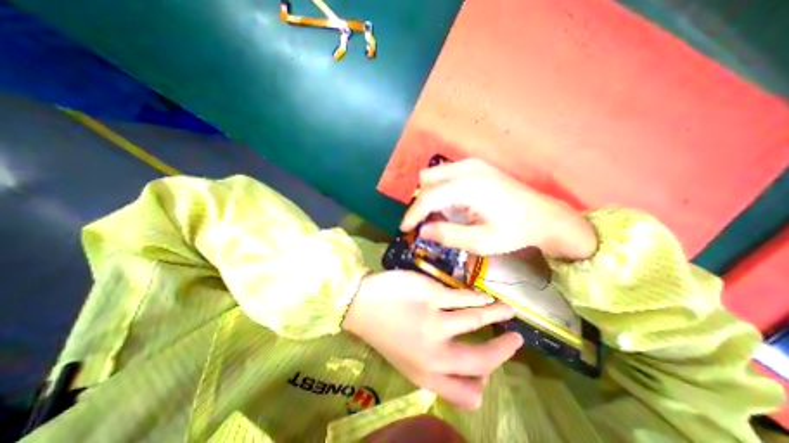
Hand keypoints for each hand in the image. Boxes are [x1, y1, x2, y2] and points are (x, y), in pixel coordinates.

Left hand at [340, 271, 521, 409]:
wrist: (360, 304)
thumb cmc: (384, 331)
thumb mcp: (408, 361)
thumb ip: (439, 369)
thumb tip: (475, 374)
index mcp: (427, 375)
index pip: (470, 392)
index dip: (487, 380)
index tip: (493, 368)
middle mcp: (434, 354)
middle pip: (483, 359)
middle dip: (504, 350)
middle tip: (518, 340)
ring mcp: (434, 322)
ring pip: (478, 320)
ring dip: (496, 314)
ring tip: (506, 309)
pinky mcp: (431, 295)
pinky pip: (464, 298)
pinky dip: (480, 298)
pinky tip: (485, 296)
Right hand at [402, 157, 597, 259]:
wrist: (543, 216)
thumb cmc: (514, 231)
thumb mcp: (480, 241)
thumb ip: (447, 235)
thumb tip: (422, 231)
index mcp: (468, 186)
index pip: (428, 197)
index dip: (413, 214)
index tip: (405, 229)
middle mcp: (466, 168)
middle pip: (426, 180)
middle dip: (421, 203)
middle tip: (426, 223)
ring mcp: (471, 164)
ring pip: (434, 175)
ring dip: (430, 195)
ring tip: (439, 215)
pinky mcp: (476, 166)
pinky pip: (446, 174)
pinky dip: (440, 189)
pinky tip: (450, 205)